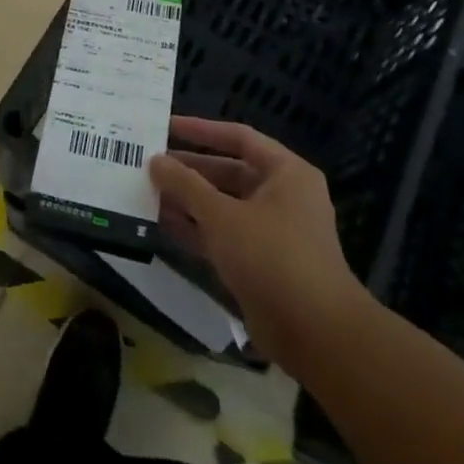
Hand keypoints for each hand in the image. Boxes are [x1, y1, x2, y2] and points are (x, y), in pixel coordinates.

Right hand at [149, 116, 369, 356]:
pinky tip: (162, 224)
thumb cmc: (272, 257)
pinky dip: (197, 230)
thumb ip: (185, 184)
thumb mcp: (221, 215)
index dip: (201, 131)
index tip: (165, 127)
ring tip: (147, 191)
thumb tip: (155, 161)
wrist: (316, 336)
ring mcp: (273, 233)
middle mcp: (282, 197)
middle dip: (189, 170)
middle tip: (150, 164)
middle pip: (229, 172)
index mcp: (285, 173)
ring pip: (223, 206)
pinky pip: (224, 236)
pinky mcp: (262, 264)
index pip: (239, 138)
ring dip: (188, 201)